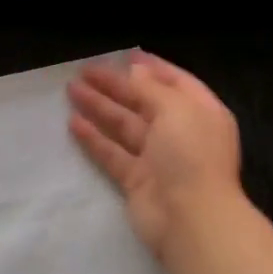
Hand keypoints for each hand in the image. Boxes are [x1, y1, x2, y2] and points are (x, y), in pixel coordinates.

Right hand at [68, 52, 248, 266]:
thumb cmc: (191, 154)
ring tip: (72, 90)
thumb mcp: (175, 109)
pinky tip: (73, 123)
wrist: (192, 220)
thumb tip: (136, 69)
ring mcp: (158, 159)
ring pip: (125, 126)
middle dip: (116, 85)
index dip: (150, 67)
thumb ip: (151, 87)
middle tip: (84, 71)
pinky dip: (94, 138)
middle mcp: (181, 133)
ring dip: (100, 107)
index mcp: (200, 112)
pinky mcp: (137, 181)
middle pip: (144, 102)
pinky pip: (113, 153)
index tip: (123, 54)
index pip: (175, 81)